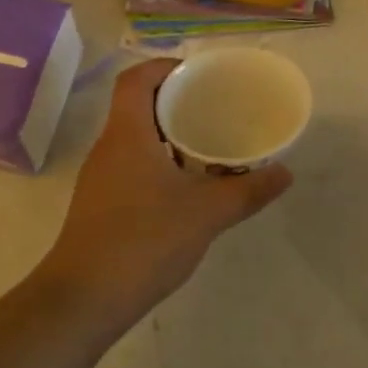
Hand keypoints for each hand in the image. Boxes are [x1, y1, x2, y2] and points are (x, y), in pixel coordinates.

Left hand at [37, 59, 291, 323]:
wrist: (83, 301)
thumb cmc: (143, 241)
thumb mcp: (206, 213)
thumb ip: (248, 191)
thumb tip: (284, 173)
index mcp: (127, 133)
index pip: (136, 78)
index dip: (164, 66)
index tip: (197, 74)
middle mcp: (108, 147)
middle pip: (136, 104)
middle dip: (173, 99)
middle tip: (212, 106)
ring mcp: (100, 177)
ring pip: (134, 137)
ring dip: (166, 133)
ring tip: (206, 142)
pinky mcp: (100, 204)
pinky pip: (131, 164)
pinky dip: (158, 161)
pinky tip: (185, 186)